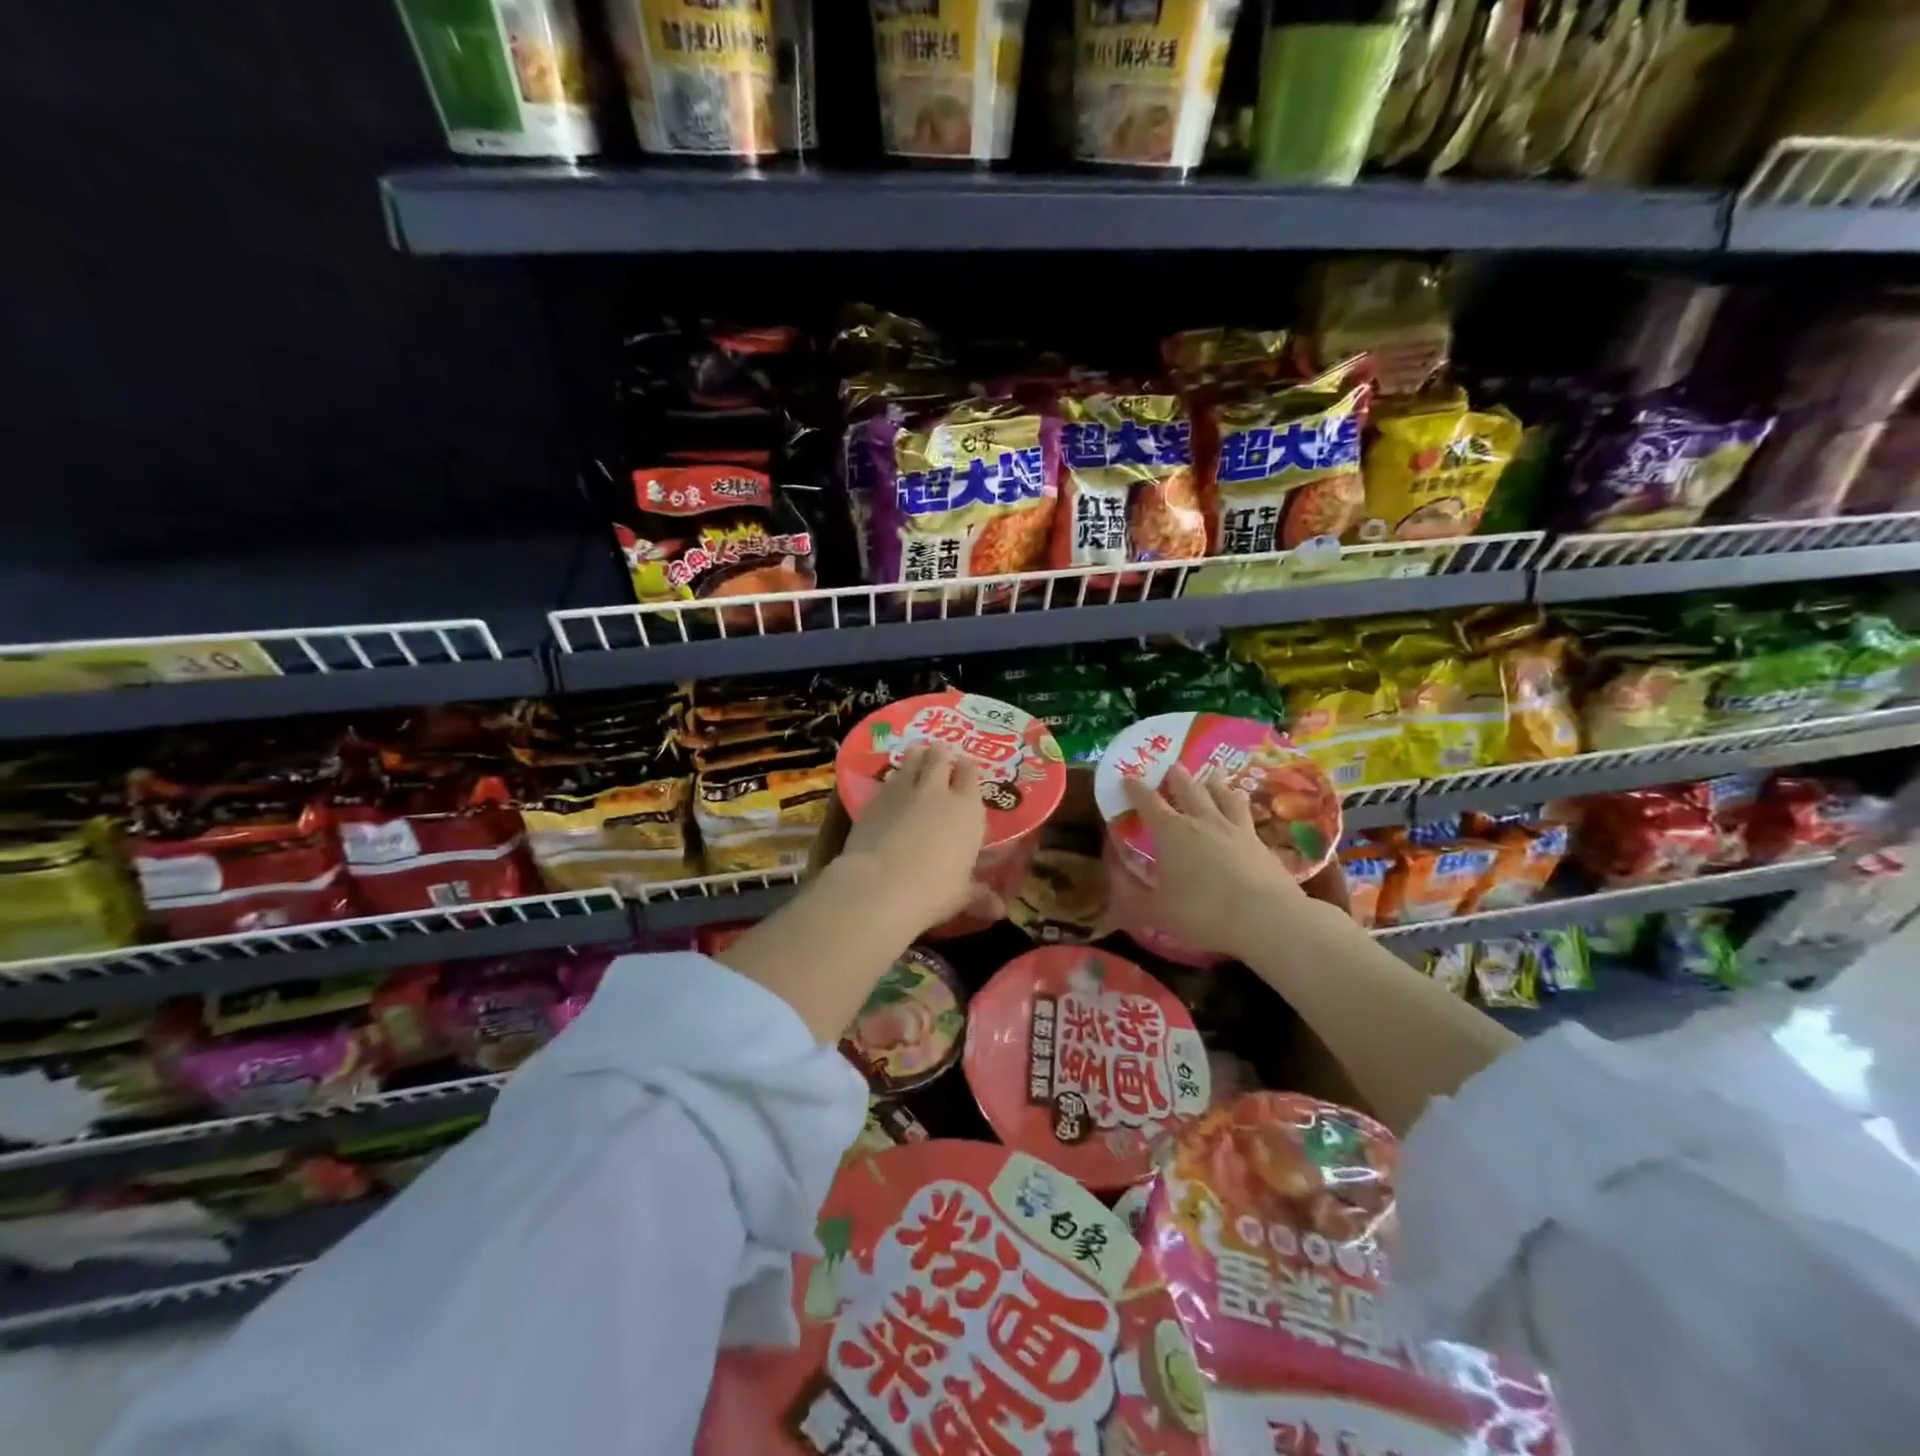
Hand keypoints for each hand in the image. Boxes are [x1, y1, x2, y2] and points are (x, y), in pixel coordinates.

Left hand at [833, 746, 990, 935]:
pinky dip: (892, 779)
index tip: (966, 769)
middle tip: (939, 756)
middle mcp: (937, 792)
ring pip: (912, 760)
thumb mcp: (961, 895)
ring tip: (916, 755)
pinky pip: (887, 780)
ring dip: (915, 757)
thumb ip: (979, 895)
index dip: (968, 769)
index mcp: (967, 809)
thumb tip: (1000, 911)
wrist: (881, 885)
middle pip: (940, 758)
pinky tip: (890, 786)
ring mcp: (903, 791)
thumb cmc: (933, 891)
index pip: (971, 774)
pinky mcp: (874, 799)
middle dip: (940, 755)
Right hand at [1122, 766, 1349, 961]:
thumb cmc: (1202, 912)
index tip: (1127, 777)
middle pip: (1189, 789)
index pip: (1148, 802)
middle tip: (1173, 766)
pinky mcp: (1262, 844)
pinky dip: (1241, 808)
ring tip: (1212, 777)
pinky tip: (1243, 813)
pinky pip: (1247, 817)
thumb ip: (1132, 894)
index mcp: (1170, 832)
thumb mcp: (1155, 910)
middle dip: (1177, 777)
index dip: (1135, 789)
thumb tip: (1116, 877)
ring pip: (1223, 796)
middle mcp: (1202, 821)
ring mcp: (1236, 829)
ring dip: (1215, 785)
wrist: (1266, 918)